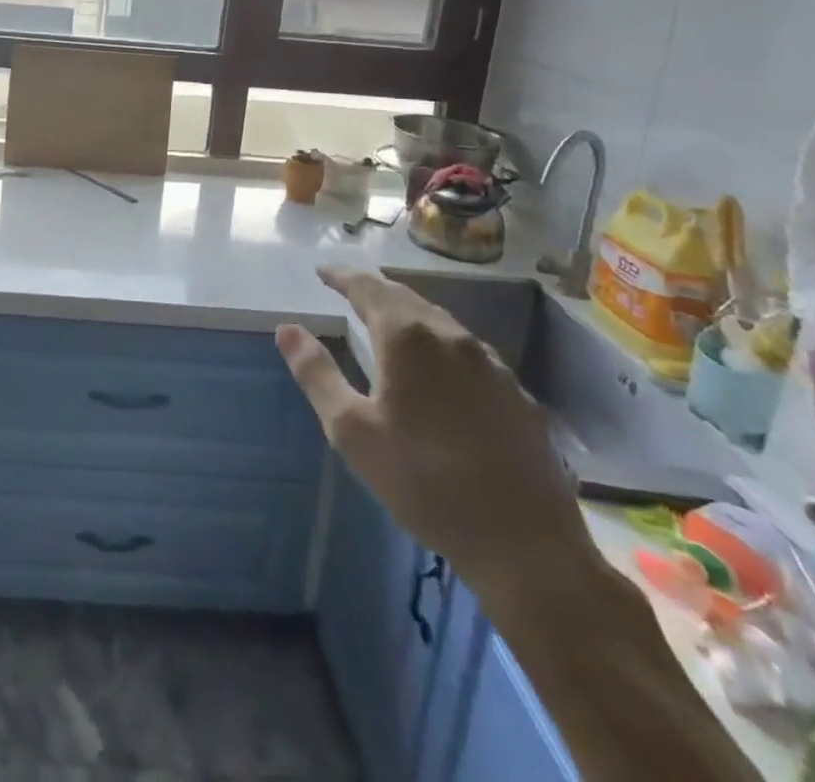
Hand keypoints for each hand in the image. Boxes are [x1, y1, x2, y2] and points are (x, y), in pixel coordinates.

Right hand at [277, 267, 587, 591]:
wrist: (526, 545)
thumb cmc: (425, 483)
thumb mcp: (352, 431)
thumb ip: (317, 374)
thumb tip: (287, 329)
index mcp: (408, 337)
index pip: (367, 288)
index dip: (342, 276)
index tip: (322, 270)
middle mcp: (452, 336)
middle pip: (406, 298)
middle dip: (374, 290)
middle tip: (350, 290)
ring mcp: (491, 364)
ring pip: (440, 322)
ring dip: (409, 315)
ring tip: (388, 323)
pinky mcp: (517, 394)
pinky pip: (467, 351)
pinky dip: (439, 344)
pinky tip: (438, 370)